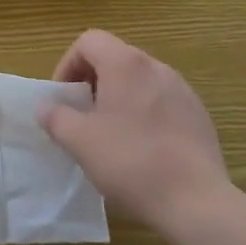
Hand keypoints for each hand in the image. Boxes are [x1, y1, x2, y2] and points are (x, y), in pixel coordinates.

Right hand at [40, 29, 230, 238]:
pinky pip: (162, 100)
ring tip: (111, 133)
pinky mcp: (199, 114)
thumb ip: (55, 117)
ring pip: (139, 80)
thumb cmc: (131, 163)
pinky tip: (143, 148)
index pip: (88, 41)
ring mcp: (182, 89)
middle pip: (114, 57)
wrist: (198, 203)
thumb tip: (47, 106)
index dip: (68, 64)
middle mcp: (155, 66)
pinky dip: (144, 112)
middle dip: (92, 81)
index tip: (64, 98)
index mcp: (125, 64)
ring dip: (119, 97)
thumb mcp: (79, 141)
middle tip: (83, 116)